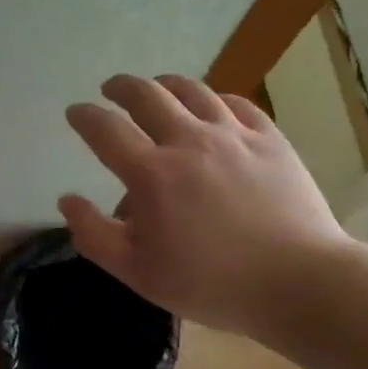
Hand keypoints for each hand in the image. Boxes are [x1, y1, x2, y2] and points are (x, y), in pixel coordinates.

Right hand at [59, 74, 353, 337]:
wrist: (300, 282)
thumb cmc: (213, 284)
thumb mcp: (140, 274)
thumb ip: (95, 235)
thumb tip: (67, 200)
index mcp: (152, 173)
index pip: (105, 129)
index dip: (84, 116)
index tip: (75, 112)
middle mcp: (188, 140)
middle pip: (146, 94)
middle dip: (121, 87)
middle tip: (111, 90)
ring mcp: (233, 134)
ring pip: (191, 90)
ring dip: (165, 84)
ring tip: (157, 88)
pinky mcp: (269, 138)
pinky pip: (235, 102)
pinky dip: (213, 98)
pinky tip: (211, 105)